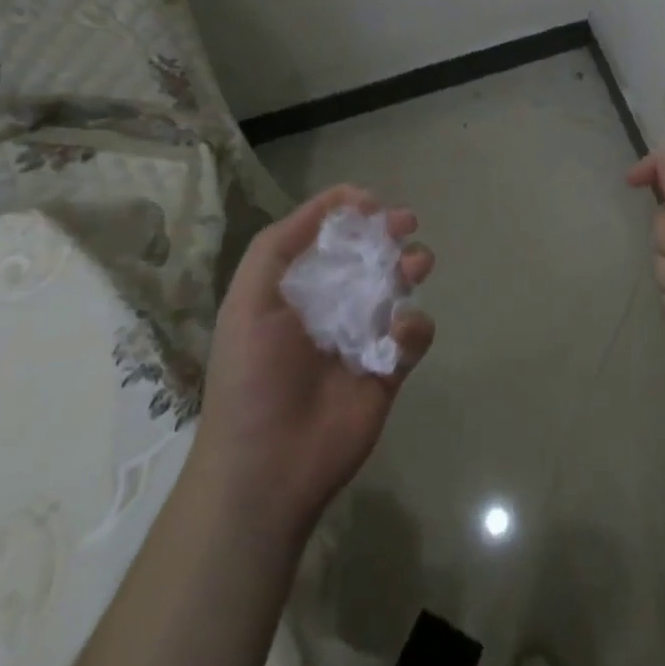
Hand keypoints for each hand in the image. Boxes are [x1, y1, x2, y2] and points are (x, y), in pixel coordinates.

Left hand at [193, 184, 435, 533]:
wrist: (268, 464)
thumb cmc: (252, 374)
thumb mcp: (249, 298)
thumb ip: (281, 243)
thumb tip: (342, 201)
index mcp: (296, 289)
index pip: (329, 238)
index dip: (351, 215)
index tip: (373, 203)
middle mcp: (331, 306)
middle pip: (369, 257)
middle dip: (389, 234)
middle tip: (406, 224)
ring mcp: (363, 337)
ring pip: (398, 289)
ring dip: (410, 267)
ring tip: (415, 265)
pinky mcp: (390, 369)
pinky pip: (414, 334)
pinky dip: (413, 327)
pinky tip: (399, 334)